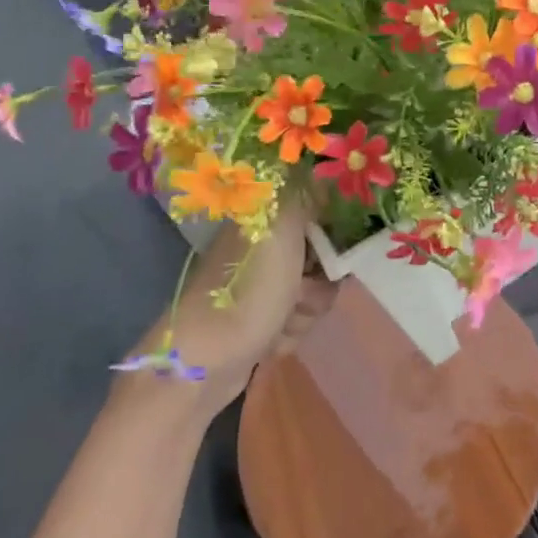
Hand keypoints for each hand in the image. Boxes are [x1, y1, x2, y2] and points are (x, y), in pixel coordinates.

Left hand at [115, 200, 339, 419]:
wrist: (203, 363)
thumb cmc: (248, 291)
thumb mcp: (281, 228)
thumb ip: (306, 193)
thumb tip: (323, 174)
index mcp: (263, 217)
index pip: (320, 212)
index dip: (334, 235)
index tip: (332, 255)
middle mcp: (261, 246)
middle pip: (321, 257)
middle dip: (320, 282)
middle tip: (300, 292)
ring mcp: (258, 284)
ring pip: (313, 292)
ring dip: (306, 311)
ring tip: (281, 322)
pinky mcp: (258, 319)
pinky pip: (297, 320)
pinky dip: (290, 332)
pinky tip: (272, 341)